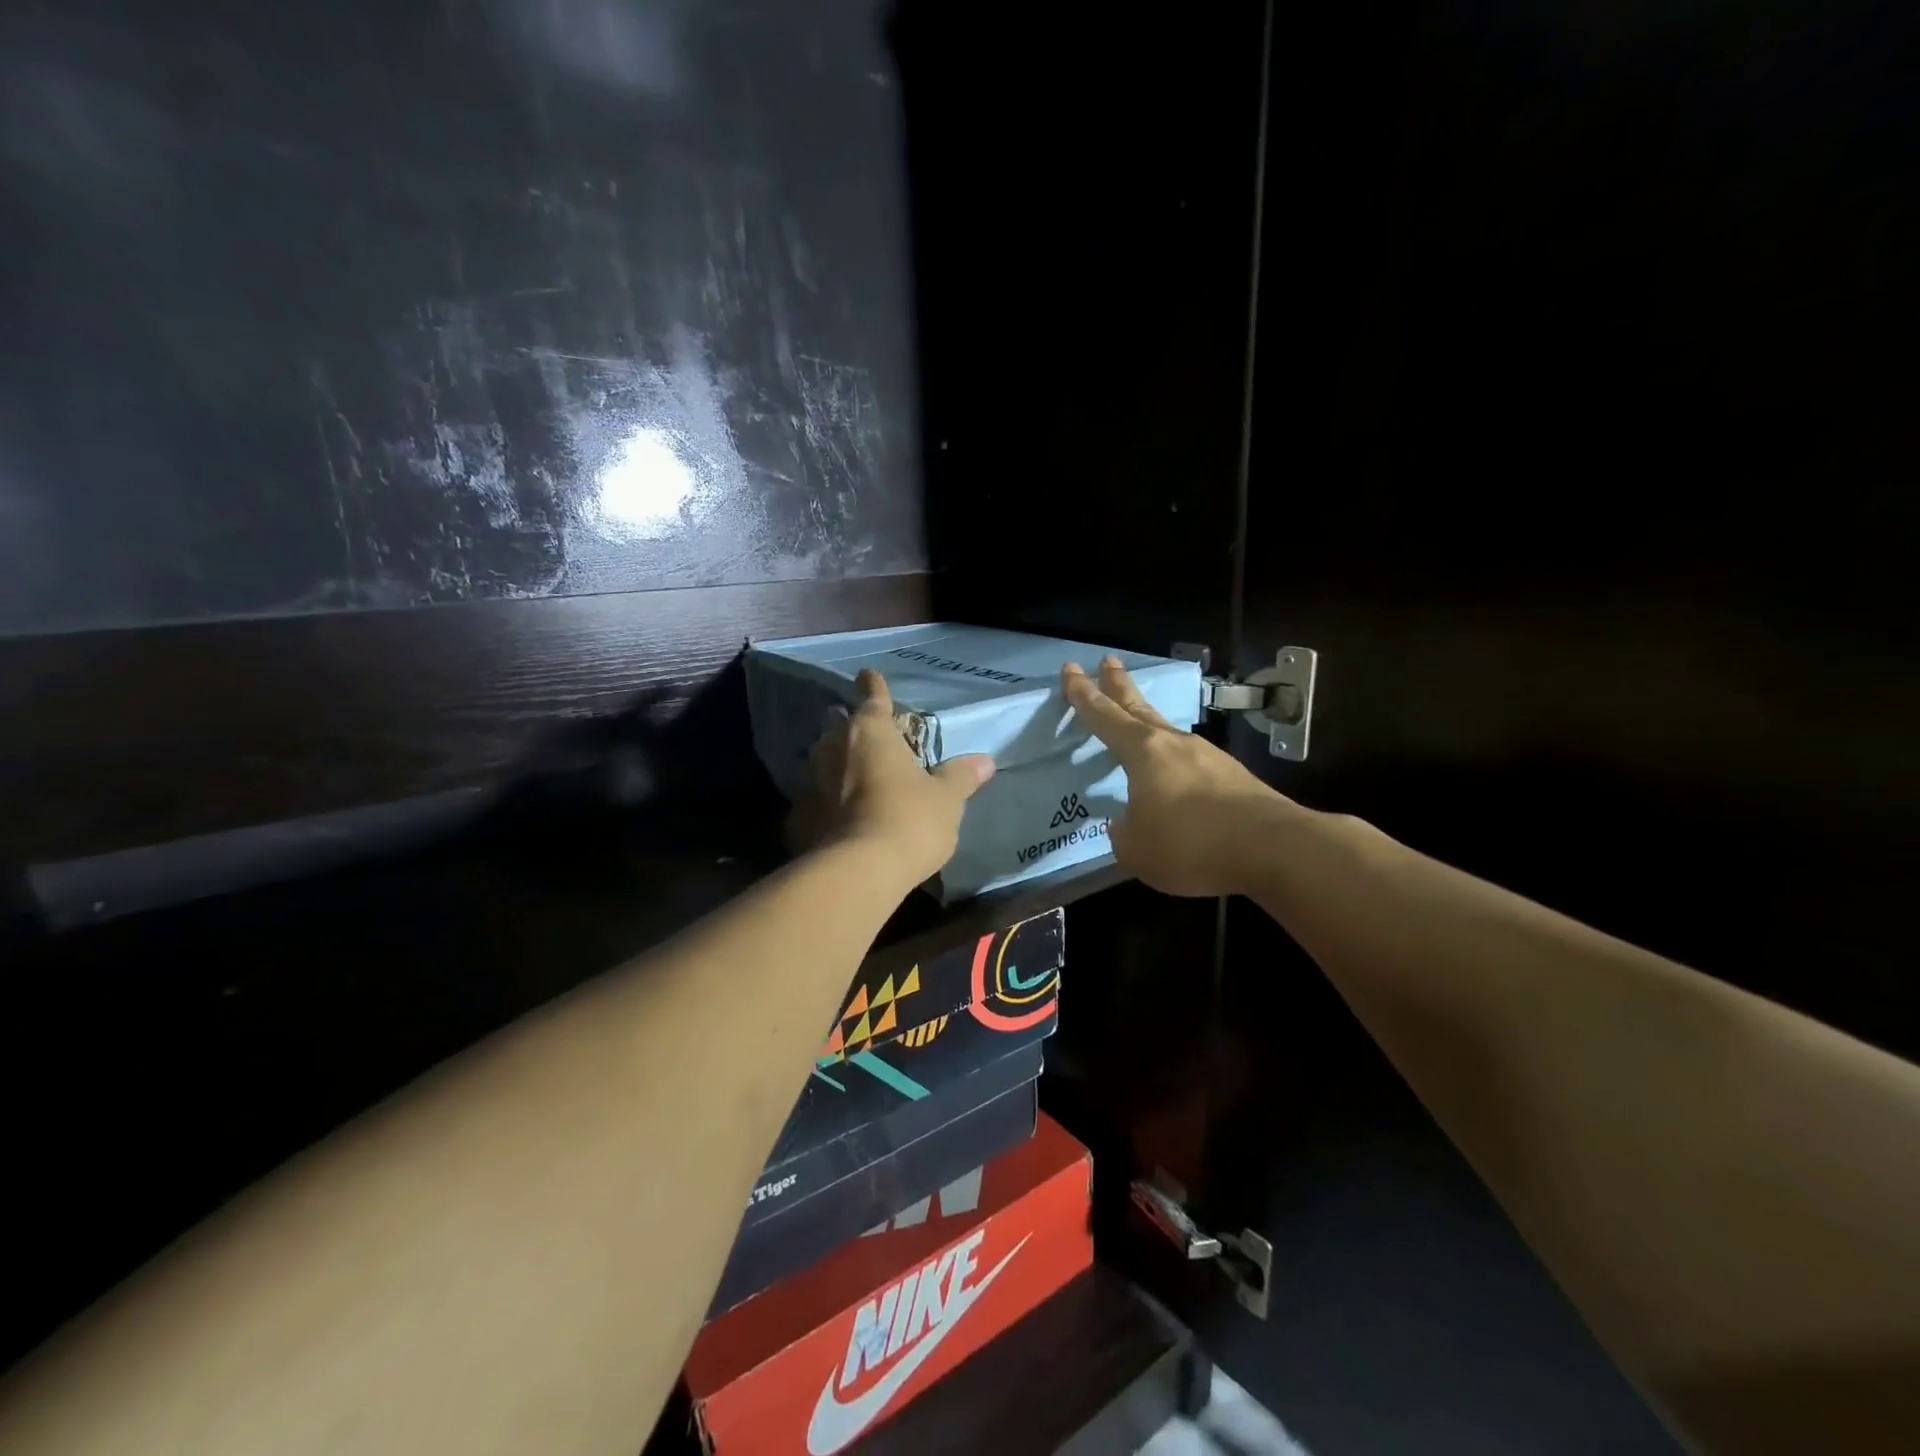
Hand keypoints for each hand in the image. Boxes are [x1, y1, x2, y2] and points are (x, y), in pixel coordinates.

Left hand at [799, 668, 995, 884]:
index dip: (874, 686)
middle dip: (851, 729)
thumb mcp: (946, 799)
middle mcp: (834, 748)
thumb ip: (960, 776)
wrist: (859, 871)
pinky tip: (836, 819)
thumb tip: (984, 761)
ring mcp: (810, 782)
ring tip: (852, 777)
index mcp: (872, 732)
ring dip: (835, 765)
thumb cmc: (910, 819)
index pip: (873, 698)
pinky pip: (813, 801)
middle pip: (840, 727)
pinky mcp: (798, 816)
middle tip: (869, 739)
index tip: (868, 675)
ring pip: (821, 762)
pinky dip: (824, 804)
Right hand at [1063, 657, 1292, 896]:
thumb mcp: (1136, 850)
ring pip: (1169, 733)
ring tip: (1139, 728)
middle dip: (1119, 684)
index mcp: (1144, 753)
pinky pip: (1193, 763)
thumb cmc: (1191, 843)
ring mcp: (1209, 757)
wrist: (1273, 848)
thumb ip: (1123, 833)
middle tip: (1108, 661)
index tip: (1071, 670)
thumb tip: (1126, 824)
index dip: (1083, 694)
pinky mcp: (1234, 777)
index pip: (1104, 716)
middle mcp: (1175, 744)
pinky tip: (1176, 782)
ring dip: (1150, 725)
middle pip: (1140, 707)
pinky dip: (1176, 763)